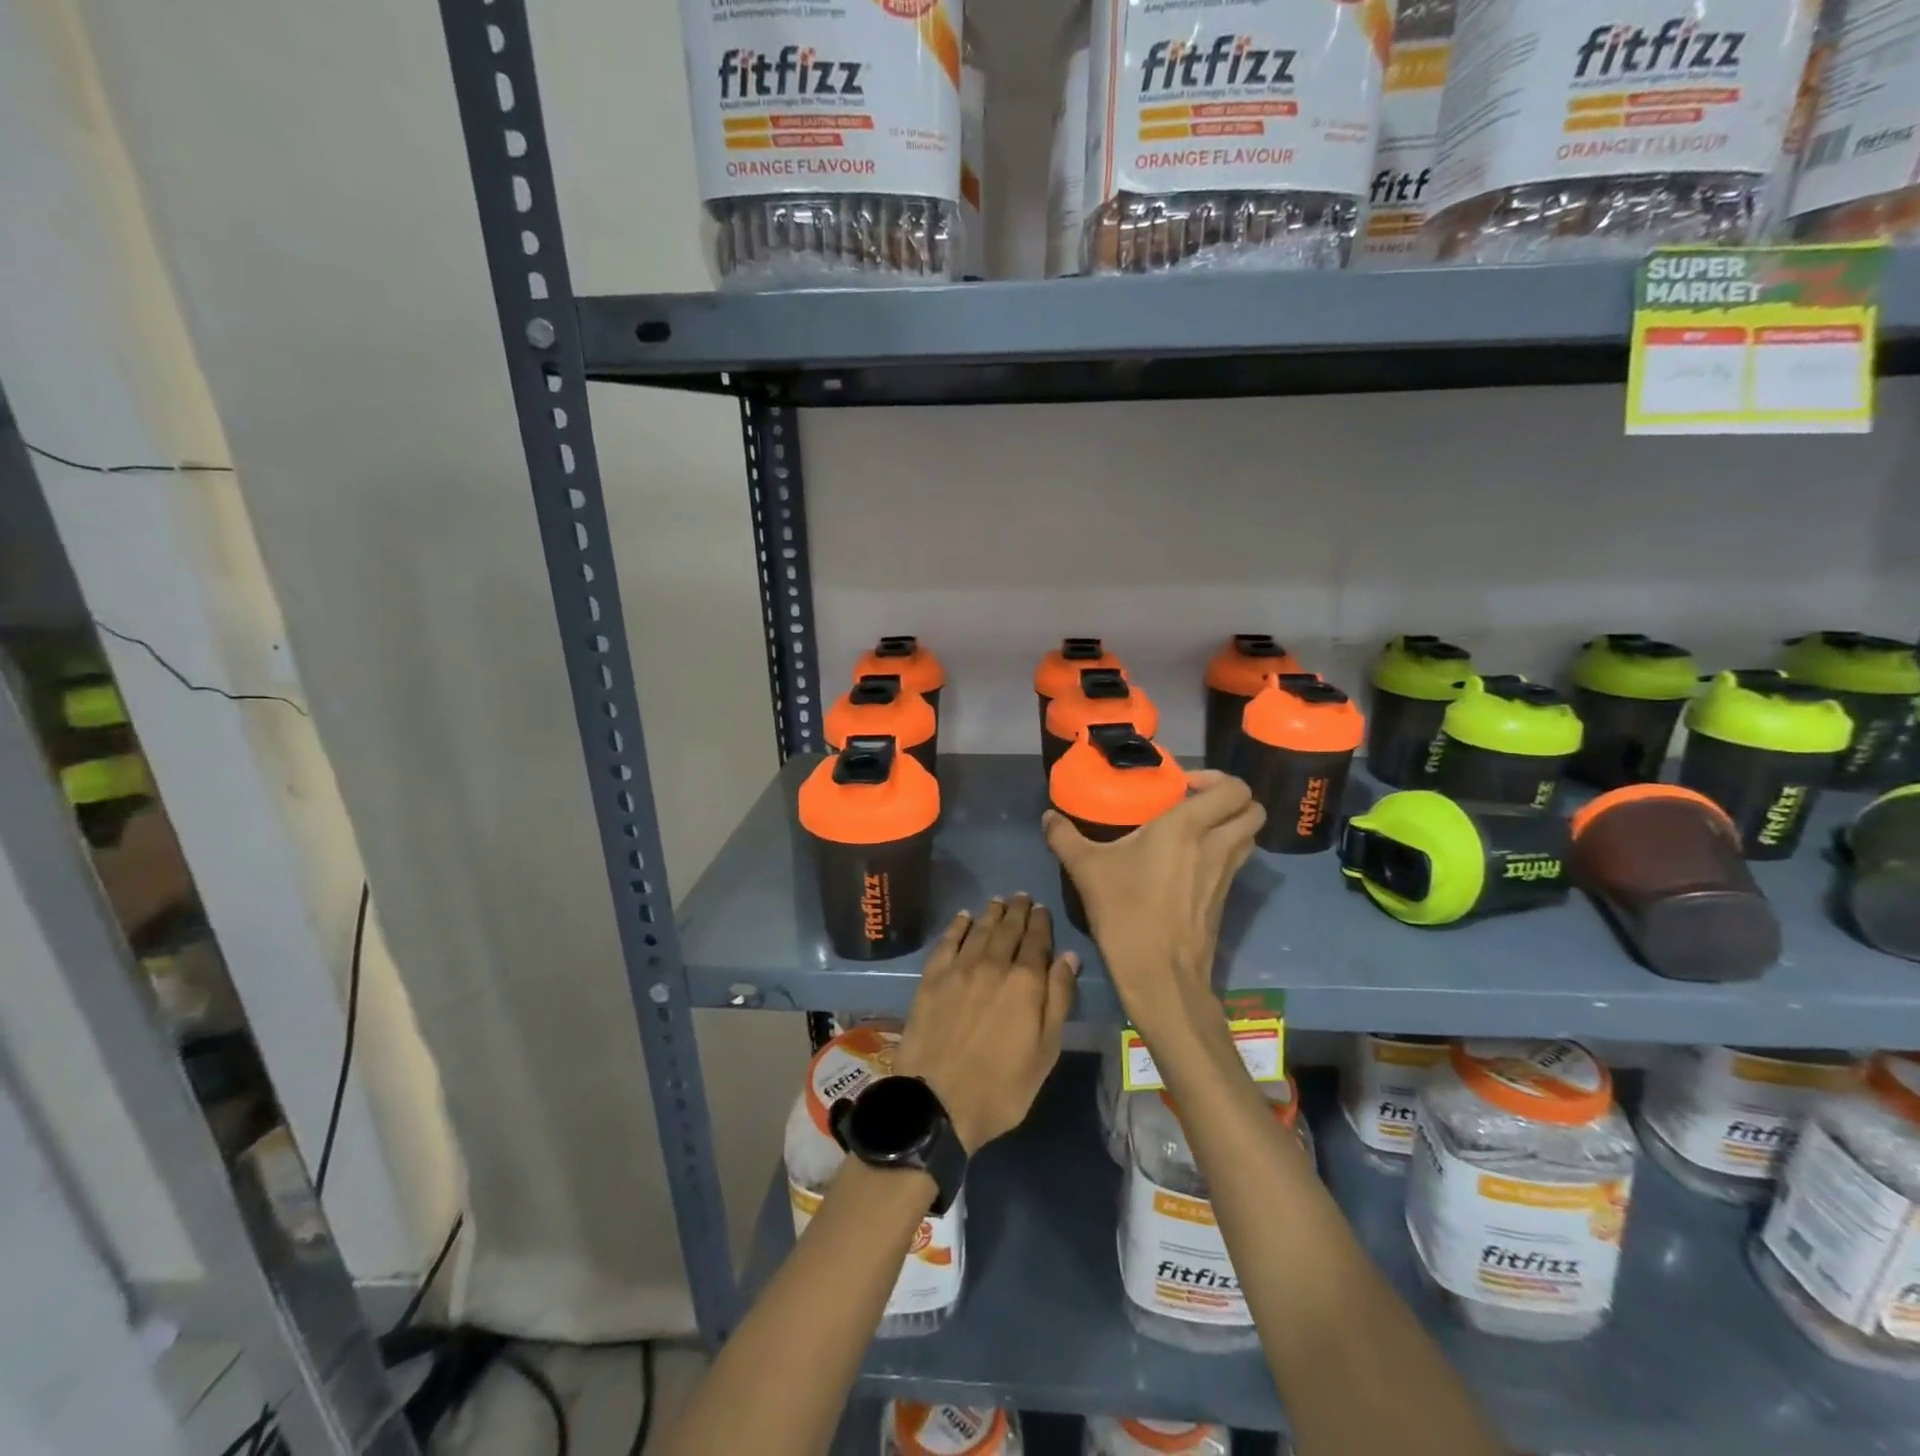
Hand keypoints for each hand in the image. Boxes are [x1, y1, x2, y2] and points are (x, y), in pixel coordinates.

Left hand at [893, 896, 1078, 1153]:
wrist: (937, 1101)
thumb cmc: (1002, 1086)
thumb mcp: (1045, 1052)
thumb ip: (1058, 999)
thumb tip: (1068, 957)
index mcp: (1025, 982)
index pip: (1037, 941)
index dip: (1041, 922)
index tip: (1042, 909)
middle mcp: (993, 964)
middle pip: (1008, 929)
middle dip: (1018, 911)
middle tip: (1022, 897)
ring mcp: (959, 968)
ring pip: (979, 929)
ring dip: (992, 913)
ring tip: (999, 901)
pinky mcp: (932, 977)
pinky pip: (948, 941)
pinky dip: (958, 926)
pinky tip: (963, 917)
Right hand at [1042, 771, 1262, 1049]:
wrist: (1159, 975)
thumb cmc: (1125, 912)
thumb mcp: (1086, 870)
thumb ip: (1064, 837)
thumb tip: (1048, 817)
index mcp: (1187, 827)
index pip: (1233, 789)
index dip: (1217, 779)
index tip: (1183, 787)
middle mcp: (1216, 844)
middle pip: (1253, 809)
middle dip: (1232, 799)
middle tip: (1196, 803)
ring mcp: (1226, 874)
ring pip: (1249, 836)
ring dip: (1231, 825)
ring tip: (1196, 829)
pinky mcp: (1226, 899)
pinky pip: (1237, 861)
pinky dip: (1225, 851)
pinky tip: (1190, 862)